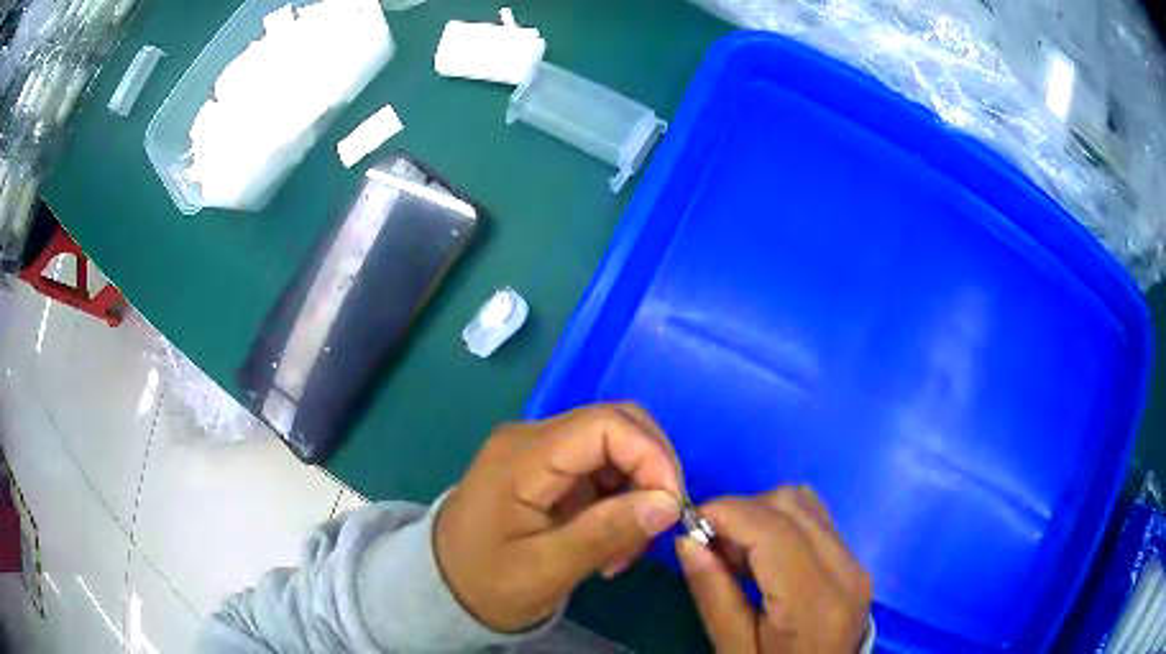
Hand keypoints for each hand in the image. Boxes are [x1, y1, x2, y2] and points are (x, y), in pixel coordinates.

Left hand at [435, 404, 682, 631]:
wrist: (445, 586)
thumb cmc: (486, 582)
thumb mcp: (545, 570)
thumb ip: (605, 533)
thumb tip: (668, 504)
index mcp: (523, 456)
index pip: (606, 425)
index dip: (652, 456)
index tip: (671, 507)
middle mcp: (532, 438)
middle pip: (617, 425)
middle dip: (651, 472)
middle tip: (656, 527)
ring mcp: (540, 451)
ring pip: (616, 447)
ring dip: (638, 492)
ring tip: (625, 550)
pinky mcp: (549, 469)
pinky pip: (603, 469)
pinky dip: (621, 501)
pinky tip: (612, 542)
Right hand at [676, 487, 871, 652]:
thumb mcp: (734, 650)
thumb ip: (713, 596)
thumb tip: (685, 539)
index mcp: (814, 601)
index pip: (772, 528)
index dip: (725, 513)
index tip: (687, 524)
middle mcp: (845, 570)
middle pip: (790, 503)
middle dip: (741, 512)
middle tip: (711, 548)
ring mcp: (856, 563)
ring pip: (805, 502)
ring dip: (761, 515)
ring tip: (737, 554)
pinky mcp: (856, 563)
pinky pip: (816, 519)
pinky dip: (782, 523)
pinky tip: (764, 556)